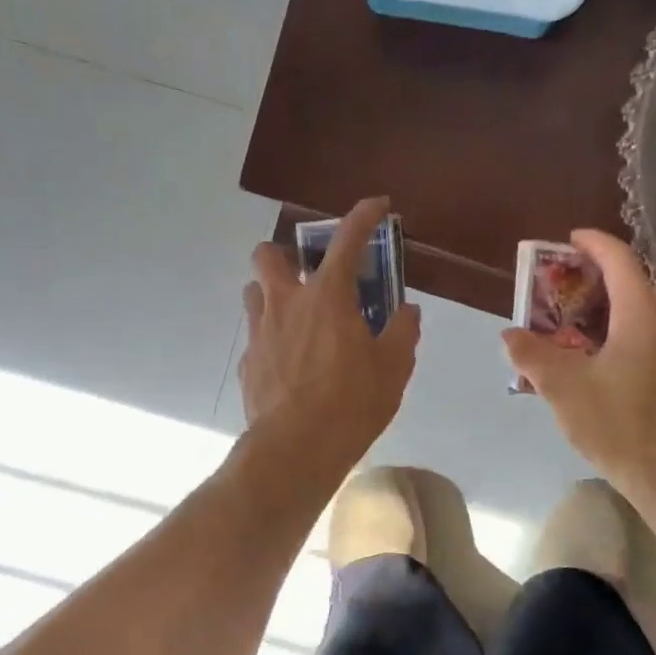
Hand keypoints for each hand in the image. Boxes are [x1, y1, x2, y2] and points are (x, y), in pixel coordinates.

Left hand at [239, 197, 421, 483]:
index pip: (348, 240)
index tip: (378, 205)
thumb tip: (407, 311)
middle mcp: (286, 303)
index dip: (364, 215)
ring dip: (273, 294)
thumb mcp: (394, 367)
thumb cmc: (352, 402)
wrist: (296, 449)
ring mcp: (260, 332)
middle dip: (286, 254)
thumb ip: (402, 331)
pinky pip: (256, 336)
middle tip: (311, 277)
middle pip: (267, 254)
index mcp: (327, 296)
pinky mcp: (248, 363)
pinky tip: (291, 363)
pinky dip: (273, 338)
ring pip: (254, 293)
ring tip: (299, 319)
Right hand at [502, 229, 655, 495]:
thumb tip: (510, 335)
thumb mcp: (563, 389)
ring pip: (653, 313)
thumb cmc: (617, 425)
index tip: (570, 240)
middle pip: (639, 284)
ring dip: (621, 308)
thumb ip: (532, 355)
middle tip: (571, 292)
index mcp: (643, 315)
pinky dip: (635, 333)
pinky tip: (613, 364)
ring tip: (588, 328)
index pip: (620, 260)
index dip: (594, 243)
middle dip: (604, 279)